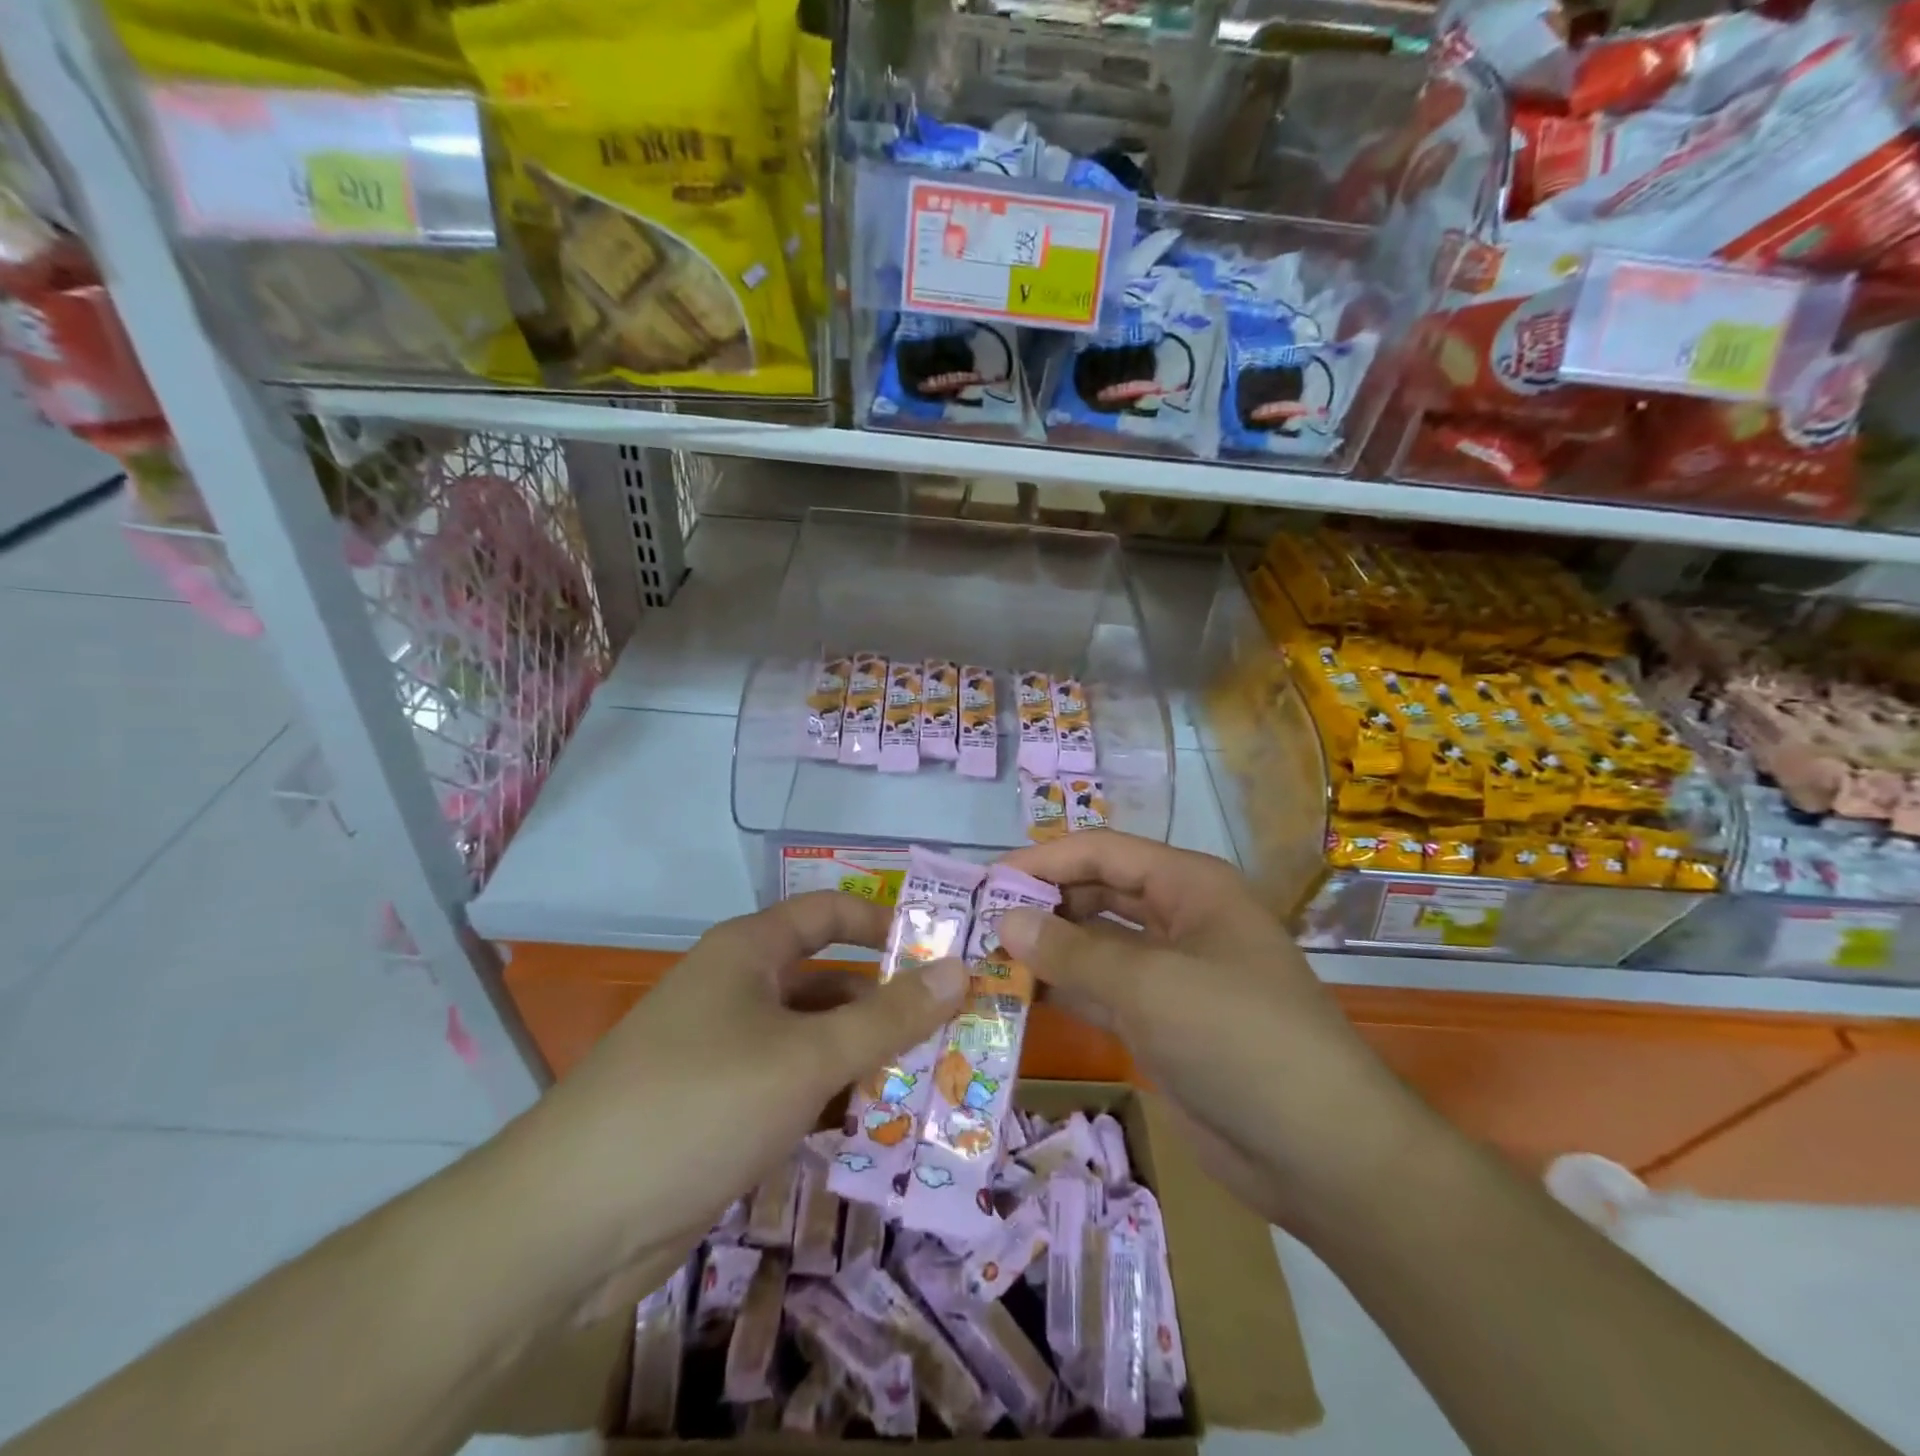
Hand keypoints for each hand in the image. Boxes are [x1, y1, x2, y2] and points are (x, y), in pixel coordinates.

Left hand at [494, 892, 965, 1315]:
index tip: (943, 951)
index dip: (885, 923)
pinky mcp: (722, 1111)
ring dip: (867, 1060)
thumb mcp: (807, 1058)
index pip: (829, 913)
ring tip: (936, 1084)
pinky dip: (834, 1102)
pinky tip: (879, 1129)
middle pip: (830, 981)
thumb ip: (888, 1017)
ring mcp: (728, 1053)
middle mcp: (740, 991)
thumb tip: (959, 970)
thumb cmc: (699, 1104)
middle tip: (957, 1031)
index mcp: (750, 952)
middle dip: (888, 1005)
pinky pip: (793, 1089)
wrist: (569, 1223)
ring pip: (815, 1041)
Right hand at [996, 830, 1429, 1228]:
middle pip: (1097, 892)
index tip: (985, 881)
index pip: (1103, 851)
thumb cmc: (1238, 1038)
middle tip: (977, 922)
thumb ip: (1072, 950)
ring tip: (985, 957)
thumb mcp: (1150, 984)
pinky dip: (1064, 989)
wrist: (1320, 1152)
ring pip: (1096, 944)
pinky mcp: (1161, 1021)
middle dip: (1042, 903)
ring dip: (1047, 948)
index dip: (1044, 859)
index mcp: (1189, 885)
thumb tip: (1005, 920)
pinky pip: (1102, 990)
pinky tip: (1018, 995)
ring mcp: (1171, 972)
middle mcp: (1179, 918)